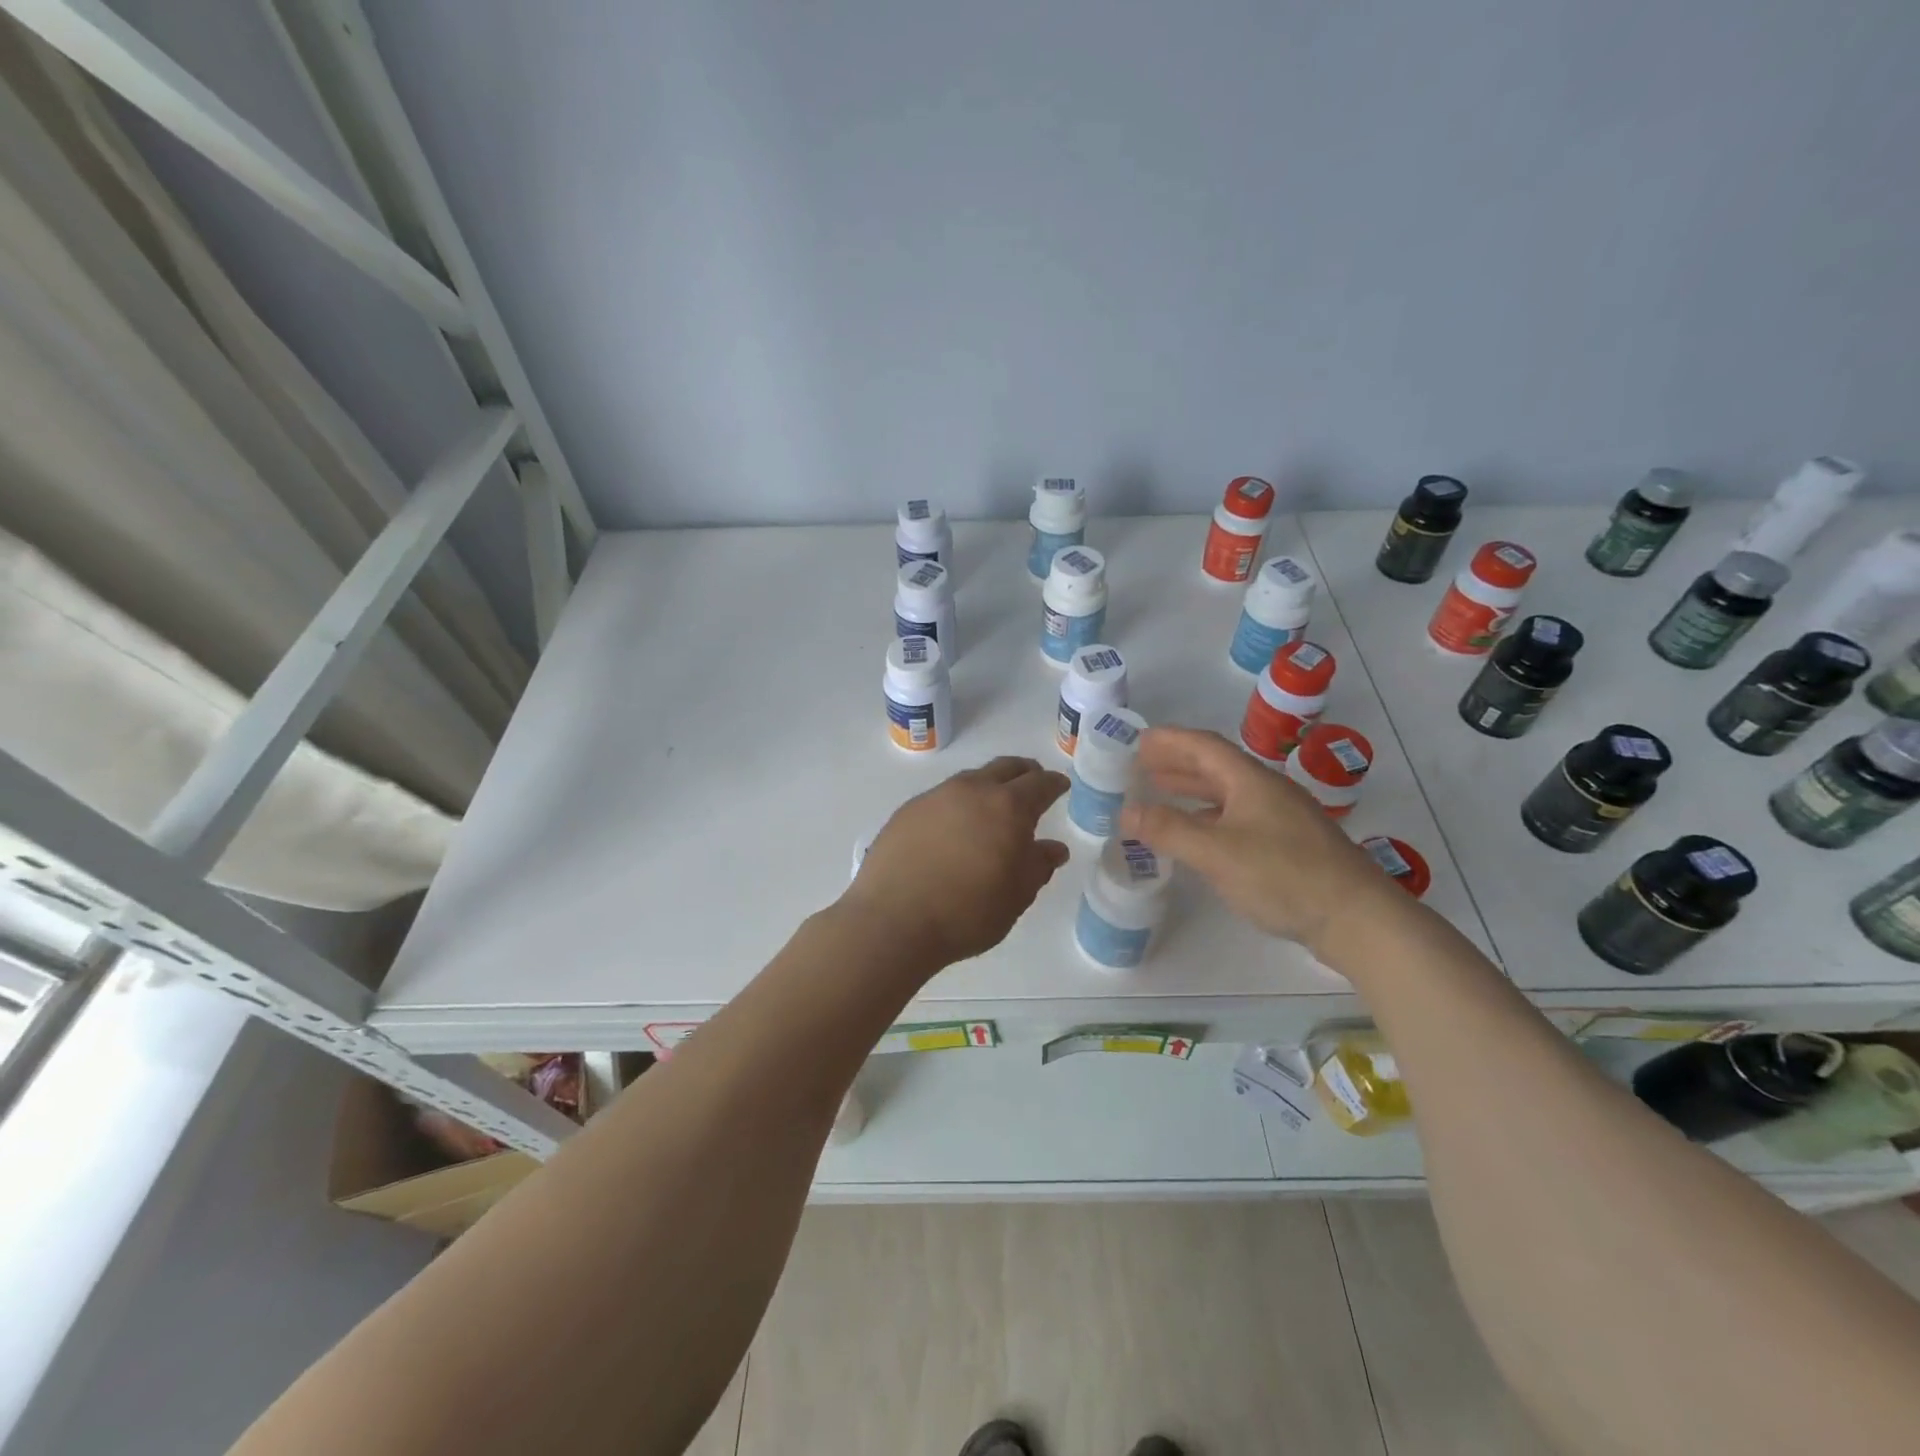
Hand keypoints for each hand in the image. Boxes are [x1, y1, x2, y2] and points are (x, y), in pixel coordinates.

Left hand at [845, 757, 1070, 969]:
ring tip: (992, 807)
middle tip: (1032, 783)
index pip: (1039, 784)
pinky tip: (954, 827)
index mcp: (1008, 807)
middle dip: (1024, 773)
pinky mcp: (907, 811)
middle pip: (1005, 768)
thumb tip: (1053, 848)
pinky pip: (943, 797)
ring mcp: (935, 797)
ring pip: (971, 779)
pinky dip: (958, 804)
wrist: (893, 920)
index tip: (1060, 786)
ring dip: (988, 786)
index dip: (1054, 784)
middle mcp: (972, 790)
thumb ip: (1038, 866)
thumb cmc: (968, 912)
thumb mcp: (1016, 896)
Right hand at [1120, 726, 1399, 955]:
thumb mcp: (1216, 852)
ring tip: (1159, 794)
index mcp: (1250, 781)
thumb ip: (1168, 830)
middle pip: (1215, 767)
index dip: (1169, 740)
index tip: (1137, 739)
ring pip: (1226, 795)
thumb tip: (1124, 811)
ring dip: (1191, 792)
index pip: (1203, 746)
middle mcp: (1266, 792)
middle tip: (1140, 766)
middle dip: (1176, 764)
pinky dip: (1208, 819)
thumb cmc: (1283, 875)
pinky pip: (1237, 819)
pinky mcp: (1289, 846)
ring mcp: (1281, 819)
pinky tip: (1196, 836)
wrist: (1357, 919)